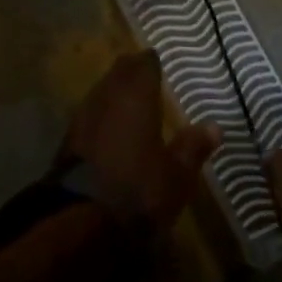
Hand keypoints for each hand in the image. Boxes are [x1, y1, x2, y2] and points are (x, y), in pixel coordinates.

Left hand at [62, 51, 220, 227]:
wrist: (80, 222)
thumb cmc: (138, 191)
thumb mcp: (177, 175)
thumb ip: (193, 147)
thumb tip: (214, 126)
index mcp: (135, 98)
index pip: (143, 66)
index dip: (150, 62)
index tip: (156, 59)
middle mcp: (105, 100)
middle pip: (116, 76)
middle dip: (129, 72)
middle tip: (142, 70)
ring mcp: (81, 121)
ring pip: (99, 94)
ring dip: (112, 92)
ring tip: (126, 96)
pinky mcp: (67, 144)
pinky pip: (89, 117)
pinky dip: (101, 115)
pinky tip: (108, 126)